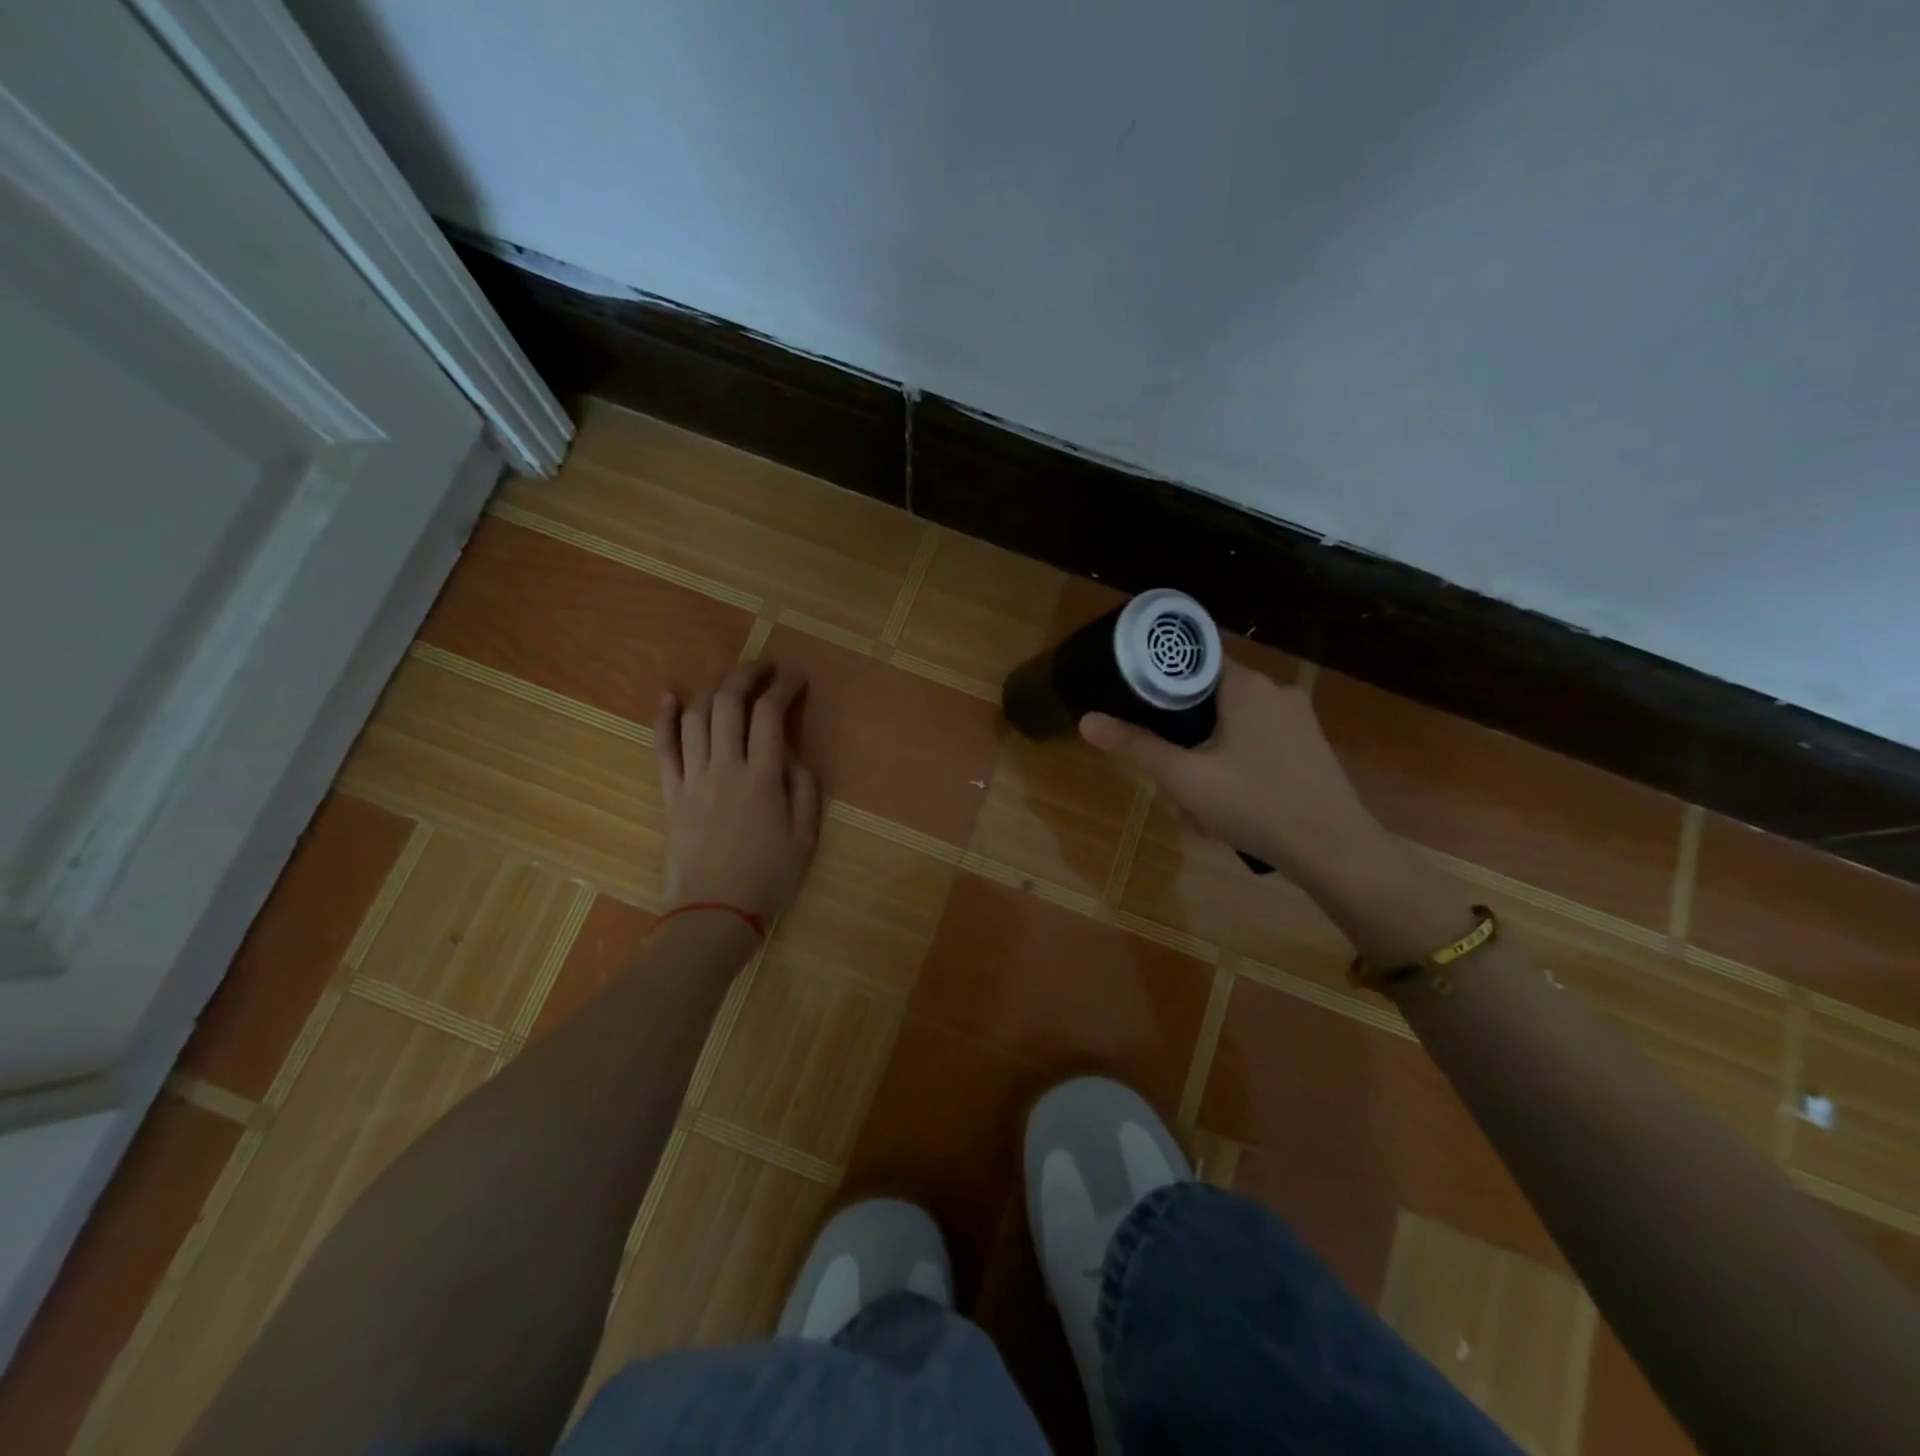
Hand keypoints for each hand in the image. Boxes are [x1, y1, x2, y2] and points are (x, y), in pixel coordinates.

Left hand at [656, 662, 820, 921]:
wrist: (714, 915)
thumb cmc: (768, 880)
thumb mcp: (806, 838)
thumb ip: (805, 790)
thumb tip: (793, 756)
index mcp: (762, 779)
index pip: (770, 715)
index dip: (784, 687)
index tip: (796, 678)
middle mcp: (725, 769)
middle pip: (728, 704)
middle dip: (747, 675)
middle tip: (764, 667)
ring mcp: (692, 780)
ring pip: (695, 718)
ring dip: (713, 689)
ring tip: (730, 681)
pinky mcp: (670, 794)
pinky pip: (662, 748)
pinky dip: (664, 718)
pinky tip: (669, 694)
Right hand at [1079, 659, 1377, 873]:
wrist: (1334, 850)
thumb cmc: (1254, 804)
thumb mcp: (1184, 777)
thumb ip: (1136, 746)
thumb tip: (1086, 720)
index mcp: (1246, 685)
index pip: (1193, 662)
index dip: (1160, 684)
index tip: (1140, 711)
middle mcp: (1276, 691)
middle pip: (1209, 701)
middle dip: (1183, 742)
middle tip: (1170, 782)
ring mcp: (1299, 719)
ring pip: (1232, 728)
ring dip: (1206, 762)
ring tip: (1197, 809)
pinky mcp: (1310, 747)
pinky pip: (1258, 746)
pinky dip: (1236, 769)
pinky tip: (1229, 809)